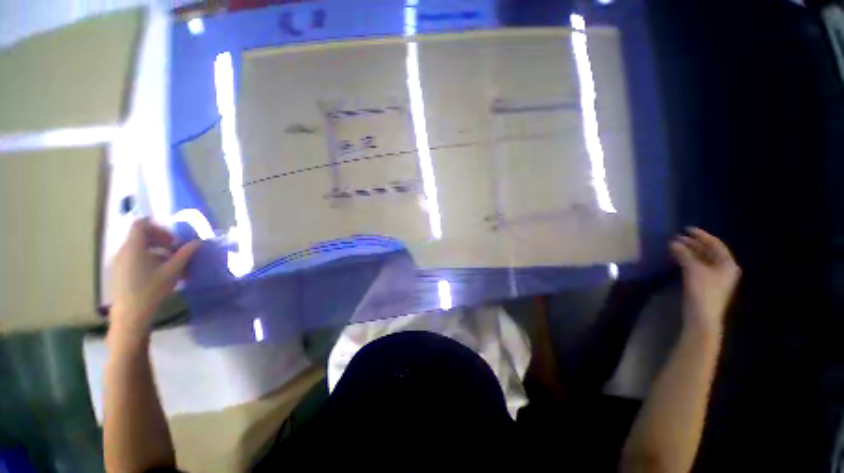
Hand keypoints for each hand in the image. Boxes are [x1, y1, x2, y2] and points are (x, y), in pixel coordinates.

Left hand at [110, 218, 199, 342]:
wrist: (129, 320)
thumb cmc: (149, 293)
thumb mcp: (170, 274)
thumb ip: (183, 257)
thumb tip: (197, 243)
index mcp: (134, 243)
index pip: (144, 224)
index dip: (159, 229)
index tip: (172, 243)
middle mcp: (124, 249)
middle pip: (141, 238)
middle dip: (159, 244)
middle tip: (173, 256)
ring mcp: (119, 264)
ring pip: (138, 253)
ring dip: (153, 257)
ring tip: (166, 272)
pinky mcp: (119, 278)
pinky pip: (133, 263)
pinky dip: (144, 266)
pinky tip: (154, 282)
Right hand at [670, 227, 740, 333]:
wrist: (701, 326)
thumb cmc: (702, 293)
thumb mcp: (692, 270)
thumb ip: (684, 253)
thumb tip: (673, 243)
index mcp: (728, 263)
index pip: (714, 243)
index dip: (699, 235)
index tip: (685, 230)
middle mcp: (727, 272)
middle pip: (710, 253)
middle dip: (694, 247)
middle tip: (679, 240)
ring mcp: (720, 284)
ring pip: (705, 264)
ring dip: (692, 257)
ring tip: (678, 251)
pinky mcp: (711, 294)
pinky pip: (703, 274)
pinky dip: (693, 267)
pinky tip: (683, 265)